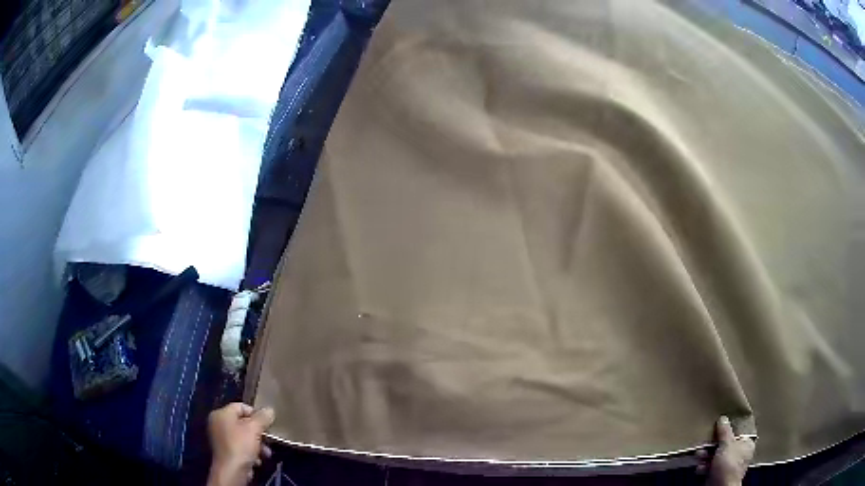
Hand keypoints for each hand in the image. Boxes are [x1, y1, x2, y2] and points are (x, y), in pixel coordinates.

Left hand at [207, 403, 274, 485]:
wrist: (232, 470)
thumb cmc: (241, 445)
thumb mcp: (254, 429)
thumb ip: (262, 418)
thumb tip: (269, 409)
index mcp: (221, 414)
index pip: (241, 406)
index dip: (255, 413)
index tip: (267, 424)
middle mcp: (218, 423)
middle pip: (243, 423)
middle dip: (258, 433)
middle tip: (268, 440)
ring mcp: (221, 438)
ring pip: (243, 437)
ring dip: (257, 445)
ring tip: (265, 453)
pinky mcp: (225, 452)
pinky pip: (240, 447)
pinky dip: (250, 452)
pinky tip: (257, 460)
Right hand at [695, 416, 755, 485]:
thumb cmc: (728, 464)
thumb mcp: (727, 445)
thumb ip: (725, 431)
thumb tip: (723, 418)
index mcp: (747, 443)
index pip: (739, 431)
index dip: (730, 426)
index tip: (720, 422)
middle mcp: (739, 453)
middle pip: (725, 443)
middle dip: (713, 443)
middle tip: (705, 441)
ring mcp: (728, 465)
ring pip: (716, 455)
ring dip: (706, 455)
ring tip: (699, 455)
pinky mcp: (717, 474)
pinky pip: (710, 466)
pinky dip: (704, 466)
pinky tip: (700, 467)